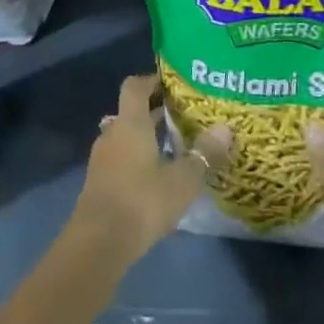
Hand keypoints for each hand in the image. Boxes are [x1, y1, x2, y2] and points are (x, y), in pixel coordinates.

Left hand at [69, 74, 232, 267]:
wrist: (99, 242)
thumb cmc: (142, 201)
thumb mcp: (182, 180)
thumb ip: (204, 154)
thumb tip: (225, 128)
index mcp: (130, 123)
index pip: (135, 86)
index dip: (152, 80)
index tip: (173, 83)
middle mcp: (113, 133)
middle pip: (132, 111)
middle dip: (155, 111)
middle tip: (184, 114)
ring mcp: (102, 158)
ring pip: (126, 136)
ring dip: (147, 136)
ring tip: (177, 144)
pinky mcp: (100, 182)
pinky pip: (121, 158)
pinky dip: (138, 157)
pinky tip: (159, 174)